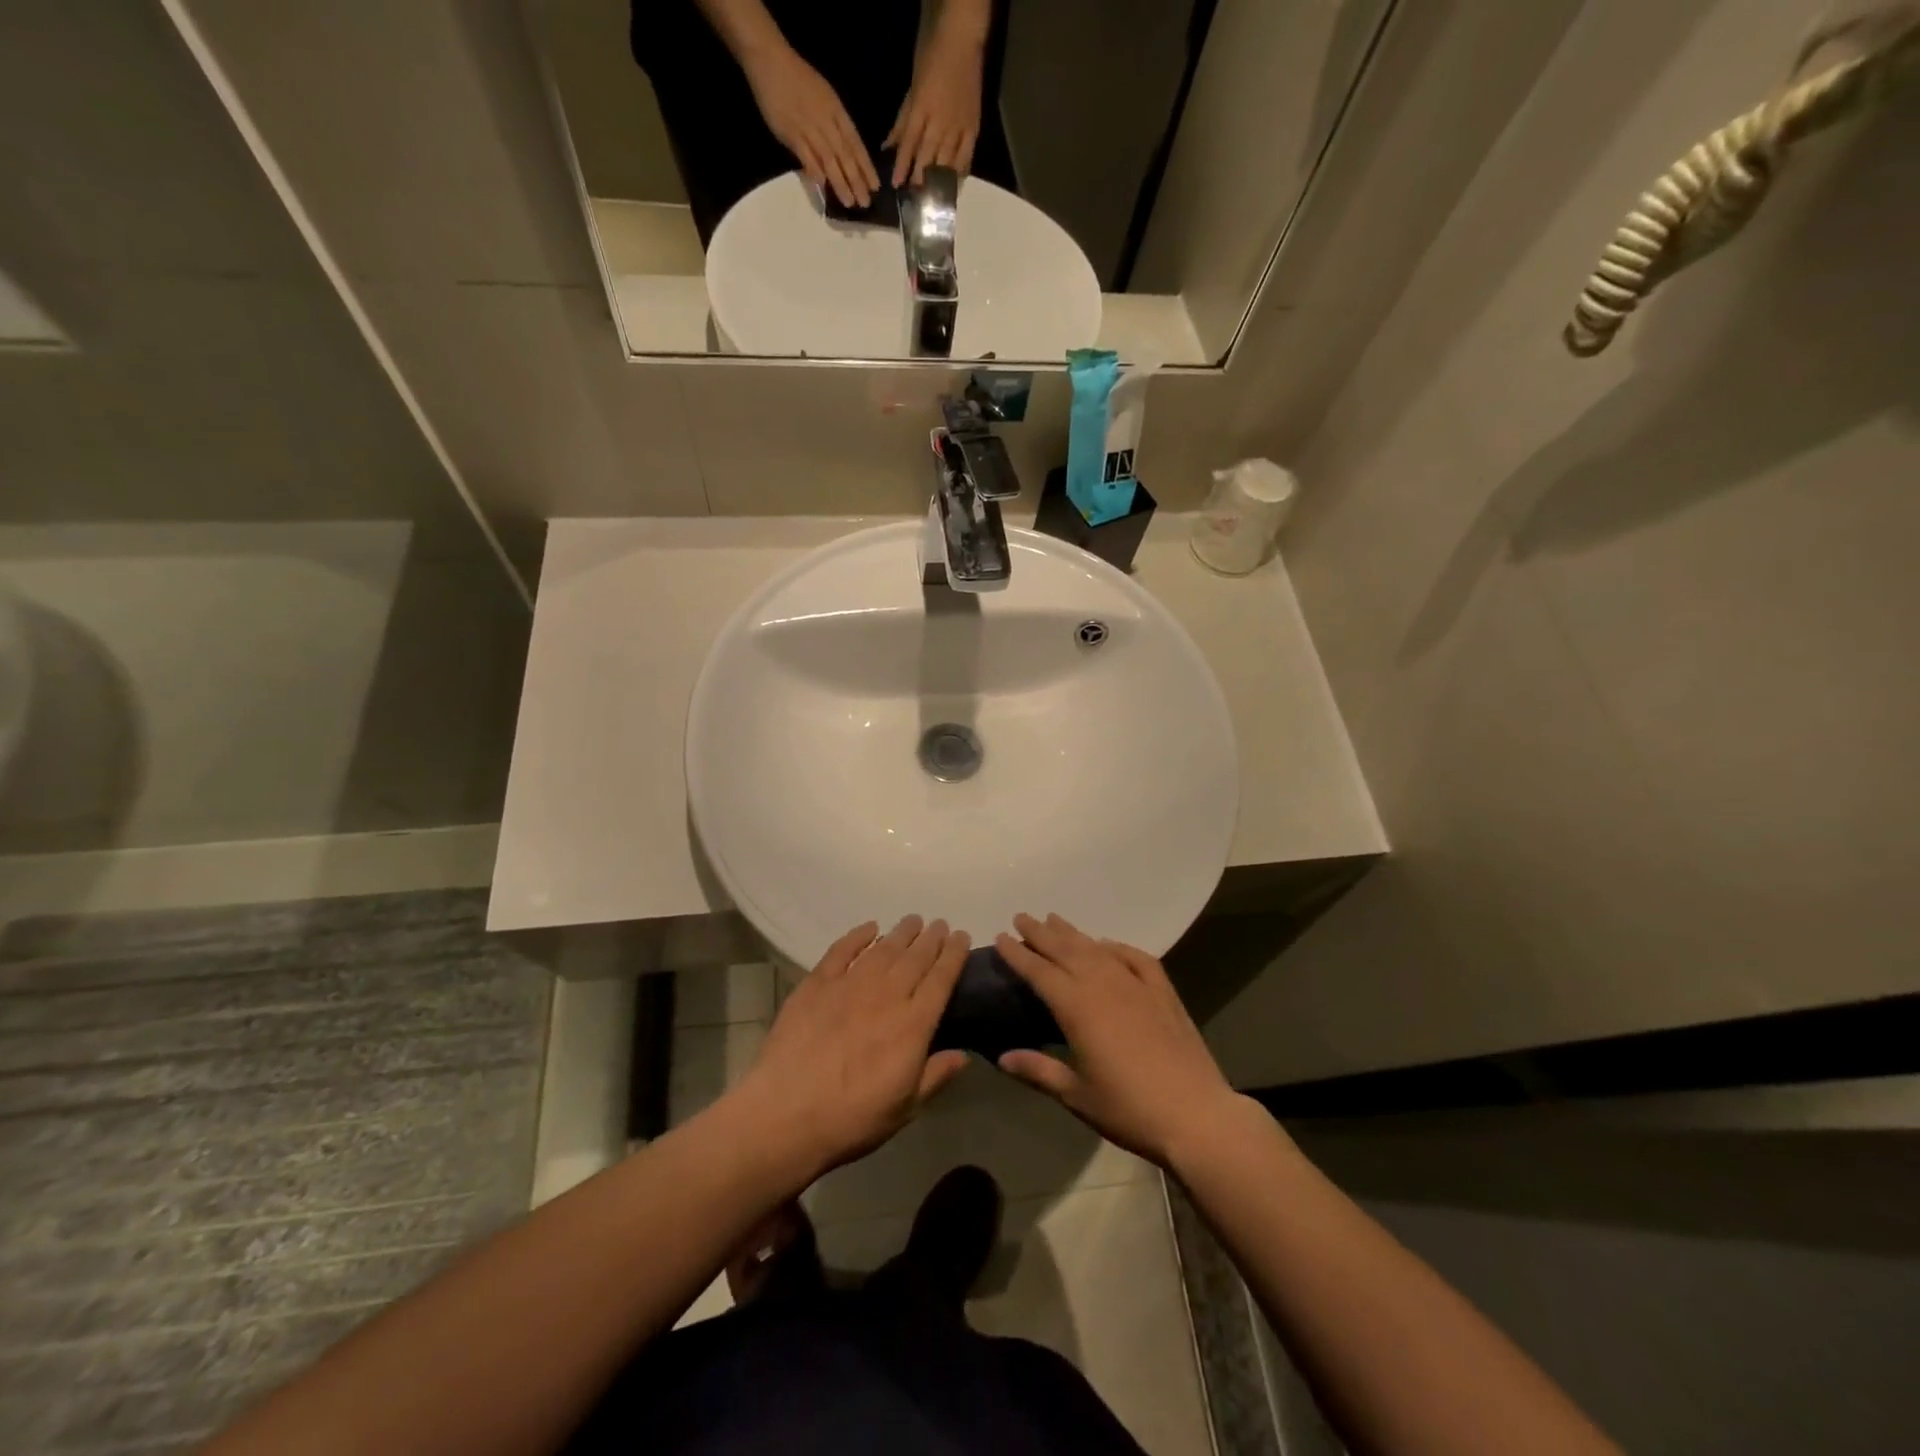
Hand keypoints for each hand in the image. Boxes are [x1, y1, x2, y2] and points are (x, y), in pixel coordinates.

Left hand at [733, 917, 969, 1180]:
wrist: (785, 1114)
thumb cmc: (851, 1119)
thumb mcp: (904, 1108)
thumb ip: (935, 1076)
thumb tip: (963, 1055)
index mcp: (912, 1025)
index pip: (941, 979)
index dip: (954, 955)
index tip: (962, 936)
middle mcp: (886, 996)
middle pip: (915, 958)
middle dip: (931, 938)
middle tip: (940, 924)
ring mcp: (849, 986)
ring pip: (883, 949)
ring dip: (901, 932)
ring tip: (913, 921)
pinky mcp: (816, 985)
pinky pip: (841, 951)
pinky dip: (857, 936)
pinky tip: (869, 928)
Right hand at [741, 43, 879, 207]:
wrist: (771, 60)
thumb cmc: (799, 78)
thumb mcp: (825, 95)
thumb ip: (835, 122)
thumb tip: (844, 151)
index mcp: (836, 110)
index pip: (855, 143)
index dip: (866, 166)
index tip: (875, 186)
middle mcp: (826, 121)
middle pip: (845, 155)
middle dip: (857, 180)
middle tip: (865, 203)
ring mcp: (808, 127)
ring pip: (828, 159)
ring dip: (840, 182)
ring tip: (849, 202)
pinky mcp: (790, 133)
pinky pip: (805, 155)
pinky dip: (814, 170)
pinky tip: (823, 185)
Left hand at [885, 23, 984, 186]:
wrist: (962, 41)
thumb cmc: (932, 59)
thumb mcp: (912, 88)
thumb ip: (902, 120)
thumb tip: (888, 146)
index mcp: (922, 109)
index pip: (909, 143)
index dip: (902, 165)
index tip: (896, 185)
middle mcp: (940, 122)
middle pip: (928, 157)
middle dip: (920, 179)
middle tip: (915, 198)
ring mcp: (958, 126)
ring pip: (947, 161)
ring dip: (939, 182)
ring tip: (932, 199)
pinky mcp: (973, 128)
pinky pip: (966, 156)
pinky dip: (960, 172)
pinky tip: (954, 185)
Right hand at [994, 913, 1243, 1166]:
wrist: (1196, 1115)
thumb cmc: (1129, 1110)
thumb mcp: (1076, 1095)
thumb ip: (1038, 1071)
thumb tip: (1001, 1057)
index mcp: (1077, 1007)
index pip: (1039, 971)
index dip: (1017, 954)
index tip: (1000, 936)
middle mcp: (1103, 985)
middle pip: (1065, 950)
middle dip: (1041, 933)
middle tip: (1022, 917)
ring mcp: (1136, 984)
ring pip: (1097, 949)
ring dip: (1073, 933)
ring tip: (1055, 919)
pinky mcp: (1163, 992)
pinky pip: (1135, 958)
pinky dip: (1117, 947)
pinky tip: (1108, 944)